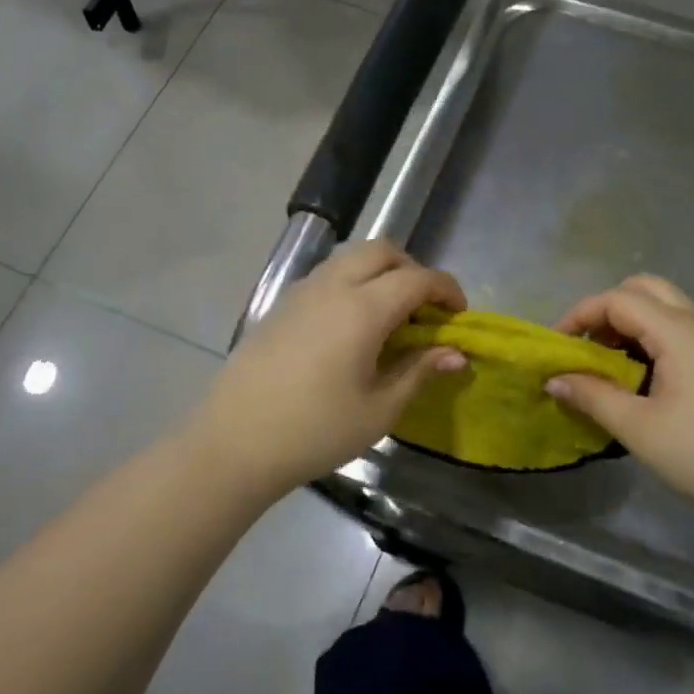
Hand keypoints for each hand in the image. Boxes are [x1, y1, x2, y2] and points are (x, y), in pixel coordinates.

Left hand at [181, 240, 467, 496]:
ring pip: (351, 258)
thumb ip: (419, 371)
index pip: (417, 279)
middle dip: (413, 270)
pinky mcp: (280, 305)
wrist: (234, 443)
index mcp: (362, 309)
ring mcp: (301, 292)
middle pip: (382, 251)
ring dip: (380, 273)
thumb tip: (455, 353)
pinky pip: (327, 275)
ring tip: (390, 317)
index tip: (459, 316)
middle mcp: (332, 286)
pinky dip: (353, 283)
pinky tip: (352, 327)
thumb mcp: (379, 409)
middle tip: (425, 309)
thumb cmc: (315, 431)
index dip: (446, 290)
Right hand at [547, 275, 693, 517]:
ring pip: (662, 307)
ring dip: (628, 323)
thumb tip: (554, 379)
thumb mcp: (638, 427)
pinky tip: (636, 377)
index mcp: (677, 331)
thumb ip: (592, 396)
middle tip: (586, 345)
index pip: (618, 299)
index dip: (581, 314)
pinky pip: (675, 329)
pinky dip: (647, 338)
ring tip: (605, 363)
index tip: (556, 345)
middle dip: (606, 309)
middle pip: (644, 289)